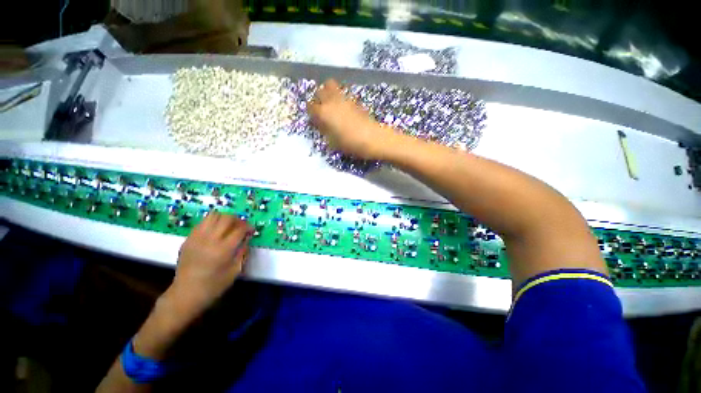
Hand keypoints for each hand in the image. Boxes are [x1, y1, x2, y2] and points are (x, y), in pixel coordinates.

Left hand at [168, 212, 252, 317]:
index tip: (252, 231)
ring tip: (228, 226)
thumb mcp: (235, 271)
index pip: (240, 229)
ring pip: (213, 216)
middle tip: (241, 227)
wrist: (186, 293)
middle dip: (238, 220)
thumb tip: (247, 238)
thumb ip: (243, 252)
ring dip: (225, 218)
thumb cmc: (214, 285)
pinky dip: (213, 222)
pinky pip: (202, 222)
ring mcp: (197, 237)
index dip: (248, 227)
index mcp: (223, 249)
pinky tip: (216, 231)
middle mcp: (210, 240)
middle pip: (227, 218)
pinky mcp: (188, 239)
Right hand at [308, 79, 398, 159]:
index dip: (311, 112)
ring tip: (332, 104)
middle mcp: (331, 101)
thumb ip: (324, 130)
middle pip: (319, 91)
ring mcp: (343, 98)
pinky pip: (342, 92)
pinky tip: (343, 107)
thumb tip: (321, 124)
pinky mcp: (354, 99)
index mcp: (323, 113)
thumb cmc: (349, 143)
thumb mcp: (332, 142)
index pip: (310, 106)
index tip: (315, 119)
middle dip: (318, 98)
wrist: (371, 138)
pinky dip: (339, 96)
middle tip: (322, 108)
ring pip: (330, 85)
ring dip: (328, 92)